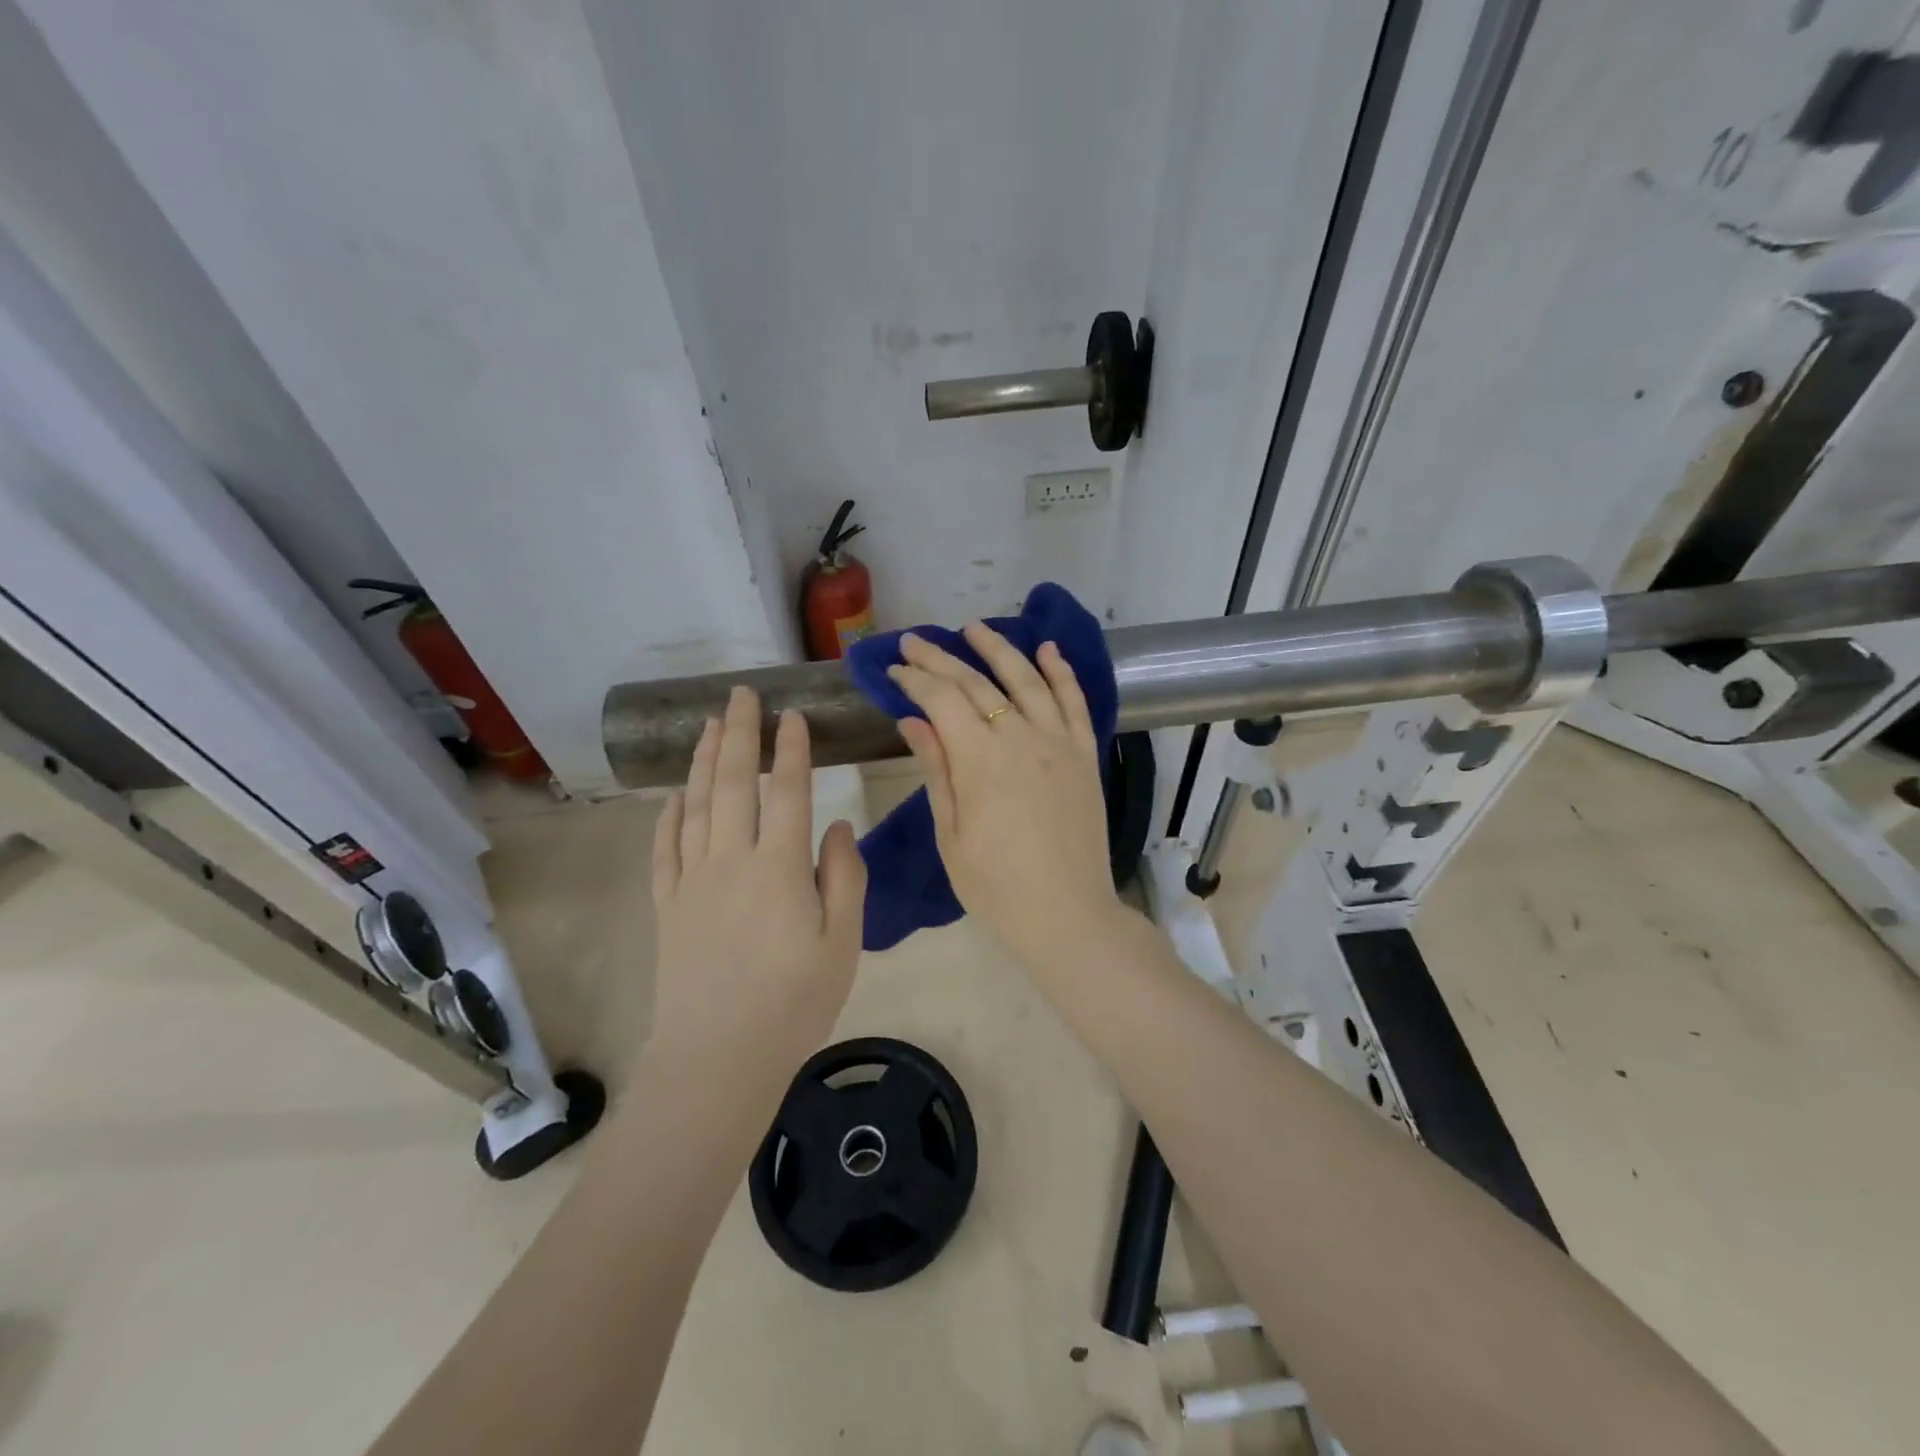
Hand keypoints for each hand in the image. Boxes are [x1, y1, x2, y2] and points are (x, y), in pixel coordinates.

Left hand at [648, 686, 865, 1068]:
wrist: (717, 1060)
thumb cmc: (793, 1003)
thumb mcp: (843, 943)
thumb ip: (845, 877)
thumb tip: (838, 825)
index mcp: (779, 868)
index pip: (788, 791)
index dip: (792, 750)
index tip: (793, 715)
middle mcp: (731, 861)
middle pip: (734, 783)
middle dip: (739, 734)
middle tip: (741, 695)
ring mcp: (692, 881)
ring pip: (696, 805)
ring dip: (704, 761)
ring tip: (709, 725)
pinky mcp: (668, 906)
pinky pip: (664, 848)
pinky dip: (668, 815)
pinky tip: (674, 796)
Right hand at [888, 626, 1124, 965]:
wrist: (1068, 915)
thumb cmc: (996, 886)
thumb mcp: (950, 834)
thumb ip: (936, 770)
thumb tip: (913, 720)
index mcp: (981, 759)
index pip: (942, 700)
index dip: (915, 680)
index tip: (894, 668)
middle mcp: (1022, 737)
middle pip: (978, 683)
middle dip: (942, 659)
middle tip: (916, 642)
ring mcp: (1059, 743)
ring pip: (1027, 679)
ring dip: (999, 650)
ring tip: (974, 628)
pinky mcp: (1086, 755)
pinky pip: (1075, 702)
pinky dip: (1061, 672)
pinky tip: (1048, 650)